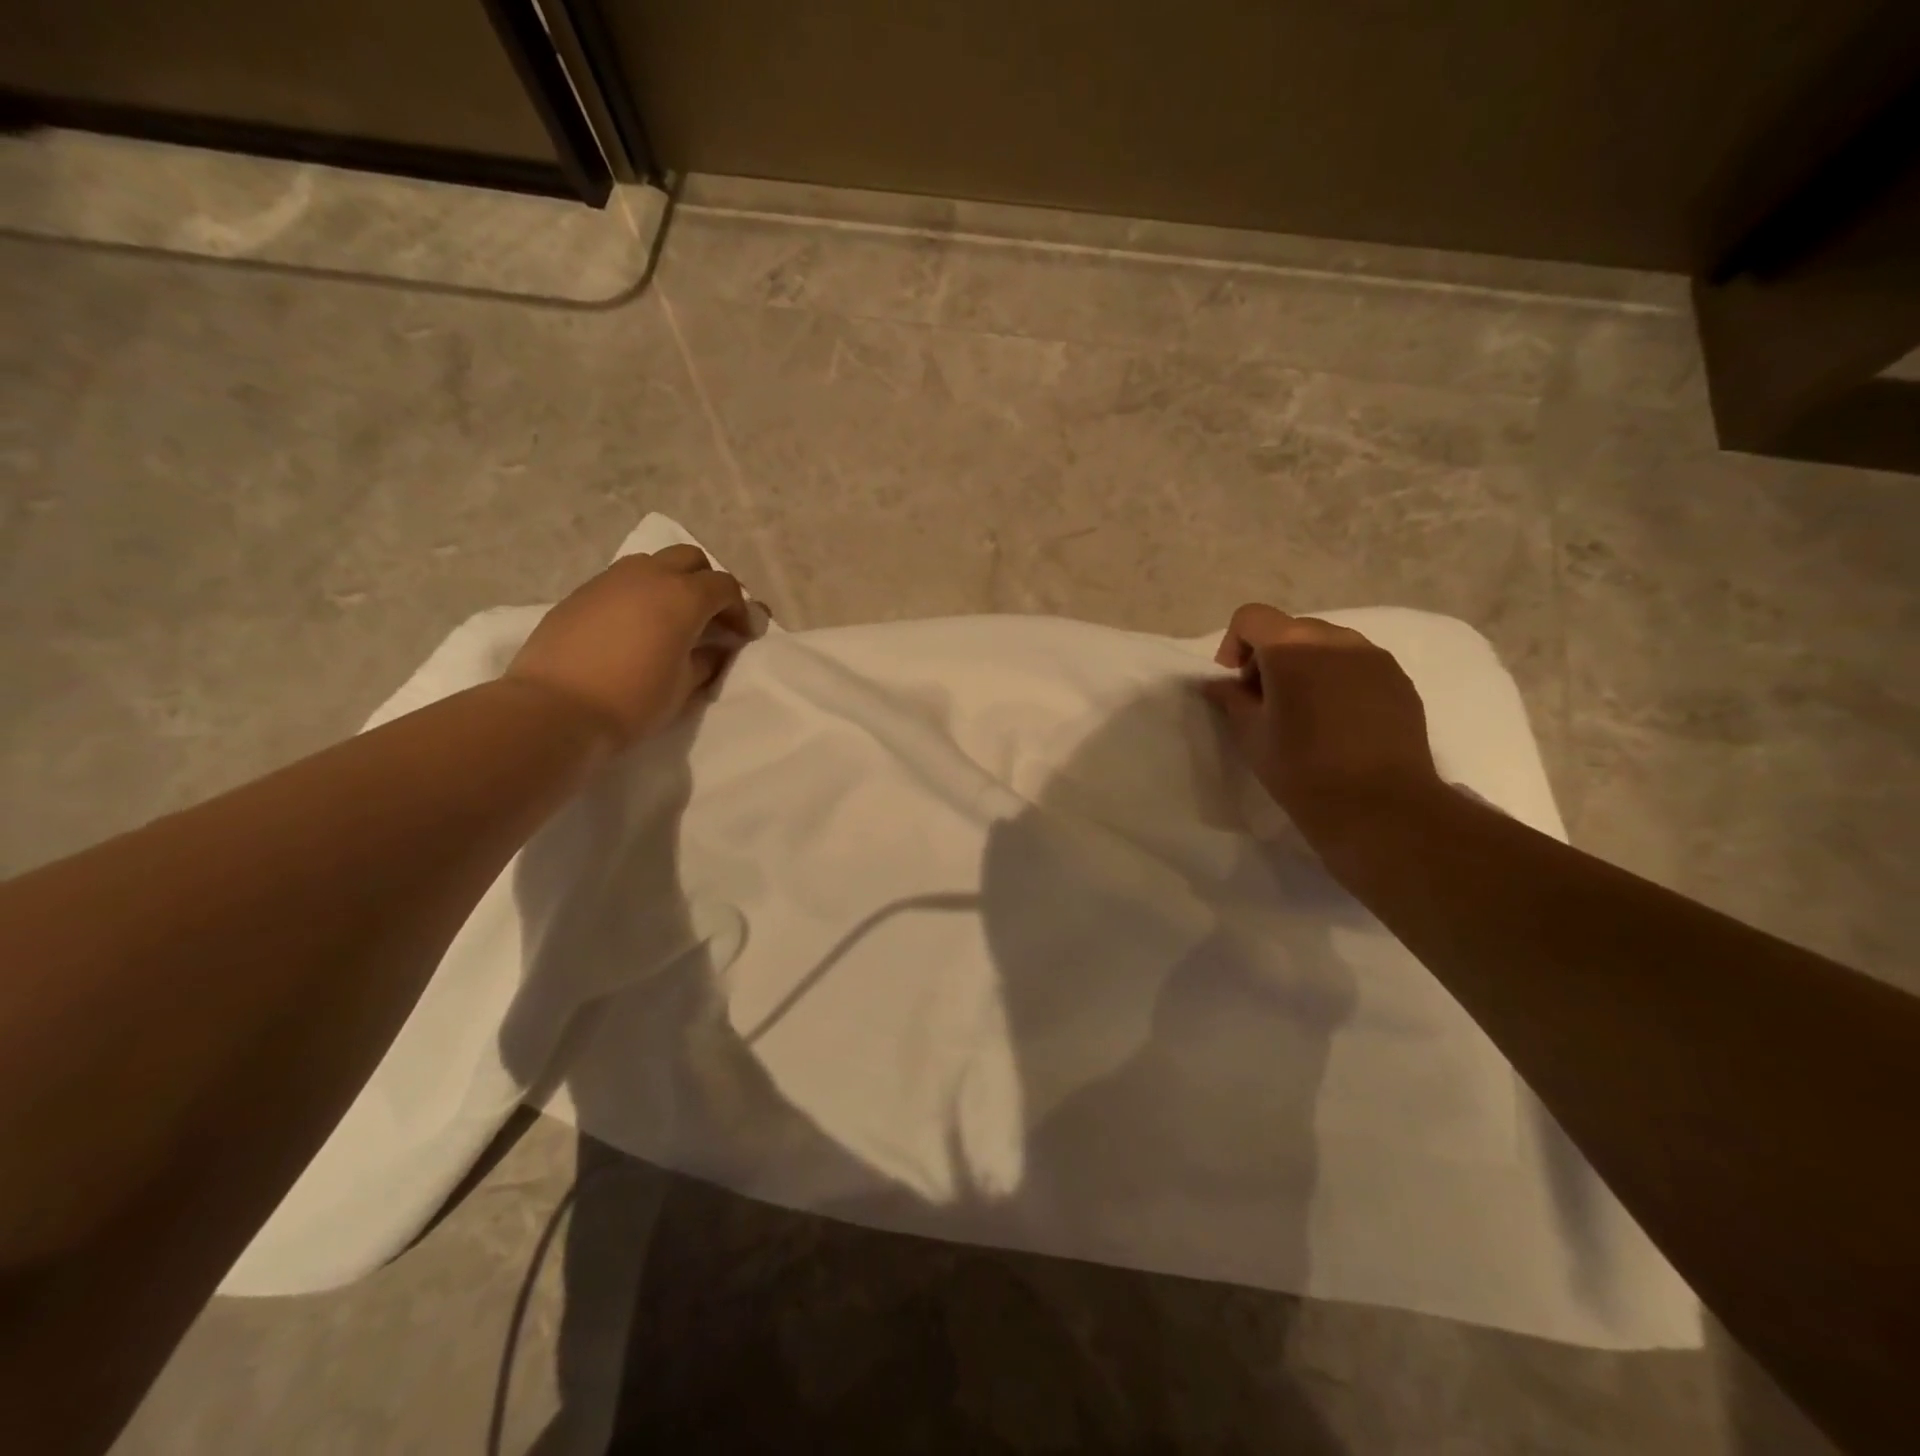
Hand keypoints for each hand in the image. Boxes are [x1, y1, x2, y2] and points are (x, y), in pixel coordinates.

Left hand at [505, 545, 755, 745]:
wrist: (555, 708)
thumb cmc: (633, 700)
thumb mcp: (684, 686)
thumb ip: (708, 660)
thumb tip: (716, 648)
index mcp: (683, 597)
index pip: (725, 587)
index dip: (741, 609)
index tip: (743, 635)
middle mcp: (649, 576)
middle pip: (690, 559)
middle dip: (707, 583)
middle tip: (711, 618)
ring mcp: (610, 580)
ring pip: (653, 564)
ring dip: (671, 583)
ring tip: (671, 620)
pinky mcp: (581, 593)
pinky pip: (622, 582)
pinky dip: (640, 595)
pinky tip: (635, 628)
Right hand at [1201, 603, 1444, 855]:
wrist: (1380, 808)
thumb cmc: (1302, 770)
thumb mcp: (1251, 735)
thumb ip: (1231, 699)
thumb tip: (1217, 683)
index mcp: (1292, 648)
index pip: (1251, 617)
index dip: (1234, 645)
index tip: (1236, 686)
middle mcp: (1336, 640)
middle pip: (1290, 629)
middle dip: (1270, 657)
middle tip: (1266, 703)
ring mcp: (1374, 657)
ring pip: (1326, 646)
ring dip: (1306, 667)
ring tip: (1305, 713)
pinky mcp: (1399, 680)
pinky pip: (1357, 665)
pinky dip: (1338, 680)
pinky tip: (1338, 723)